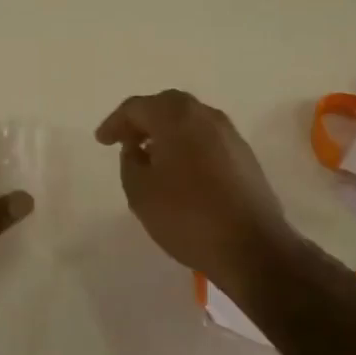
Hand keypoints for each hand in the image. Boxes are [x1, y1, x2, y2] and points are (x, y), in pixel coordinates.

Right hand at [95, 90, 297, 296]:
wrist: (253, 248)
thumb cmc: (188, 216)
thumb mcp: (140, 193)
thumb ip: (130, 163)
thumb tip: (136, 149)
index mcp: (176, 117)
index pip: (137, 107)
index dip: (115, 123)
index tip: (102, 141)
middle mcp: (206, 116)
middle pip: (167, 106)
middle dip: (143, 121)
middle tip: (125, 141)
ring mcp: (230, 135)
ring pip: (190, 122)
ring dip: (167, 133)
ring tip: (151, 157)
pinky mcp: (245, 157)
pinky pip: (207, 140)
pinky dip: (188, 146)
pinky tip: (180, 171)